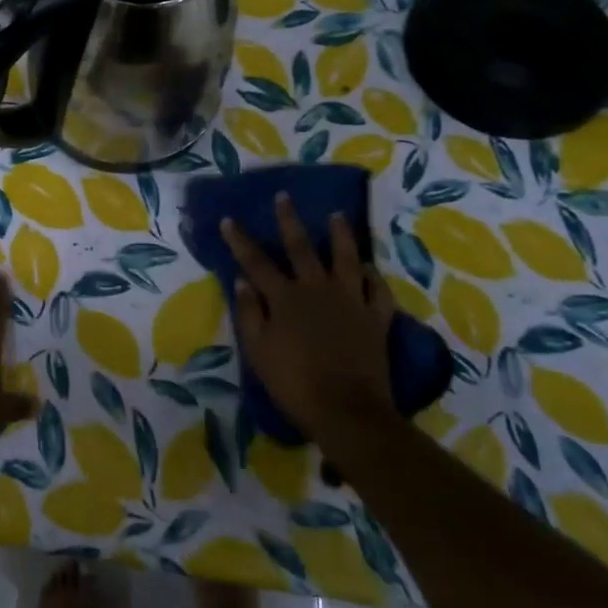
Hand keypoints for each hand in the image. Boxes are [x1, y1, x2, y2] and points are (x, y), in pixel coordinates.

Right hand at [222, 198, 395, 449]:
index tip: (229, 219)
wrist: (346, 411)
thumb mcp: (258, 351)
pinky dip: (373, 276)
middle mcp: (317, 290)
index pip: (256, 262)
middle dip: (290, 221)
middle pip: (302, 249)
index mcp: (285, 298)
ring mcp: (350, 301)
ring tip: (337, 216)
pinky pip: (377, 290)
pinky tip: (368, 268)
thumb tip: (242, 282)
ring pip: (347, 259)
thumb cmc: (293, 383)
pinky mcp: (376, 318)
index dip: (241, 240)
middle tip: (285, 196)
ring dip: (341, 235)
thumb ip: (250, 313)